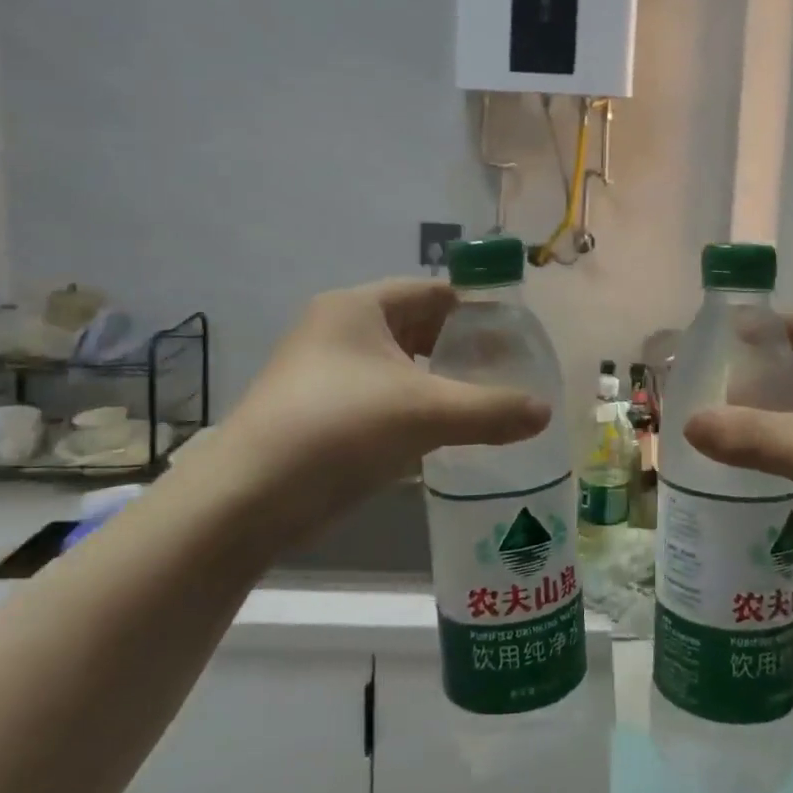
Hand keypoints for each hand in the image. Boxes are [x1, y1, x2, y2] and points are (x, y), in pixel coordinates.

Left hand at [204, 280, 550, 538]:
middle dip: (461, 347)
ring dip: (439, 380)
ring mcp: (325, 372)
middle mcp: (338, 329)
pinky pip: (381, 396)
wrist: (246, 500)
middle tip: (507, 371)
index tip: (516, 336)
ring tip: (484, 401)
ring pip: (399, 365)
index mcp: (358, 308)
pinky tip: (443, 432)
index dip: (477, 309)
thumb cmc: (339, 429)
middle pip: (417, 327)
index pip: (433, 293)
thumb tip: (545, 412)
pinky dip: (414, 406)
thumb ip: (491, 409)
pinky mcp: (320, 410)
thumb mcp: (425, 413)